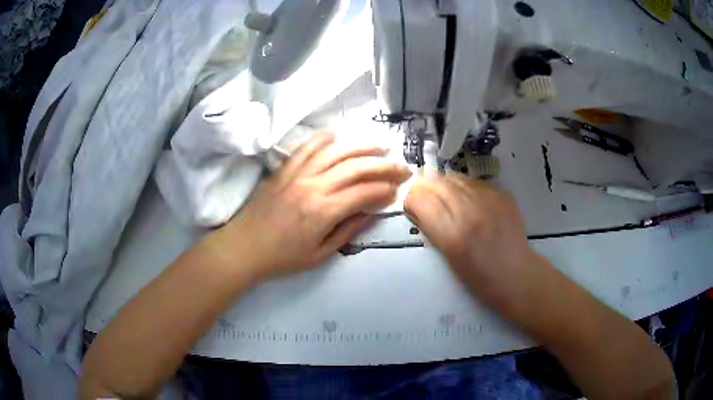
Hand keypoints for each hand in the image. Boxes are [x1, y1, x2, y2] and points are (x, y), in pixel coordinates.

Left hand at [212, 132, 411, 281]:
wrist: (244, 247)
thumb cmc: (282, 258)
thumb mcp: (319, 255)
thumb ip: (347, 231)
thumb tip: (372, 215)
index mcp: (322, 212)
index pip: (363, 193)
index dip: (384, 190)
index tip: (397, 190)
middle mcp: (312, 186)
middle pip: (355, 167)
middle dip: (383, 166)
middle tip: (400, 166)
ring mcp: (296, 174)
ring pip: (334, 151)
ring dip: (360, 146)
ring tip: (379, 146)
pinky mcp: (283, 169)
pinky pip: (306, 147)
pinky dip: (324, 139)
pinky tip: (339, 136)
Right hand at [404, 174, 547, 312]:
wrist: (516, 274)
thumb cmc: (478, 277)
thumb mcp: (447, 257)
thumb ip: (431, 228)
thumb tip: (417, 207)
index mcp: (453, 234)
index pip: (420, 199)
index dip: (411, 200)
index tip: (412, 207)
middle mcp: (470, 211)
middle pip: (437, 183)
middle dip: (425, 188)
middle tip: (424, 197)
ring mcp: (489, 200)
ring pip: (455, 177)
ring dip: (444, 185)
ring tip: (445, 196)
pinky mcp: (502, 195)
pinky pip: (475, 182)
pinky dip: (464, 187)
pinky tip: (467, 199)